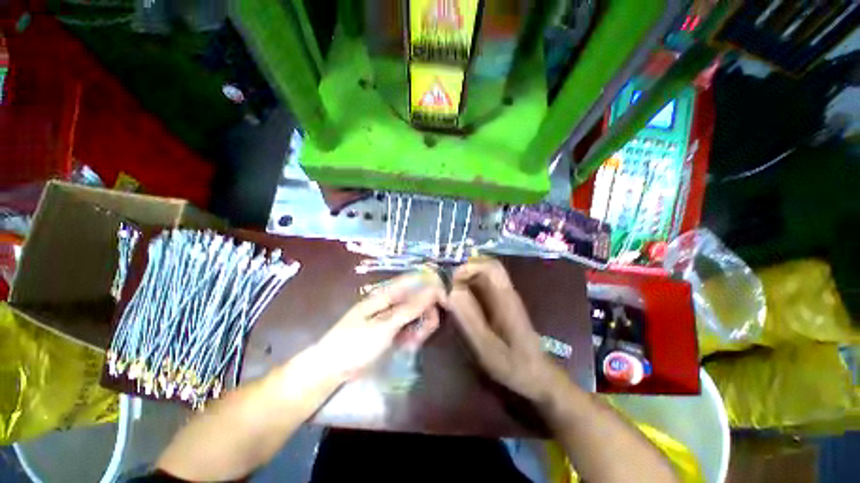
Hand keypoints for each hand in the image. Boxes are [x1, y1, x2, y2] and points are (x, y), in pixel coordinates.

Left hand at [309, 271, 445, 381]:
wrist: (332, 368)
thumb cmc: (355, 344)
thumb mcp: (384, 327)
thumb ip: (409, 308)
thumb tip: (431, 290)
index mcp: (387, 293)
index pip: (416, 281)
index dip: (433, 288)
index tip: (446, 303)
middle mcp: (392, 300)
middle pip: (419, 298)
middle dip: (426, 314)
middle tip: (422, 333)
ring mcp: (392, 315)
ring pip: (417, 314)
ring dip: (420, 327)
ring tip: (411, 343)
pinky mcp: (392, 329)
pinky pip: (410, 326)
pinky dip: (413, 335)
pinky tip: (407, 346)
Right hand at [447, 258, 566, 402]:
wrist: (537, 375)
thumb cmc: (513, 364)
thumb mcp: (486, 346)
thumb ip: (469, 319)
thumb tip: (452, 293)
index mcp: (505, 299)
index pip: (490, 267)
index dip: (469, 267)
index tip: (451, 280)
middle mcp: (506, 292)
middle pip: (486, 268)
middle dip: (465, 272)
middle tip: (447, 286)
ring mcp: (505, 298)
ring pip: (484, 276)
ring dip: (466, 279)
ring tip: (450, 292)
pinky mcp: (502, 304)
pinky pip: (484, 288)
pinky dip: (470, 288)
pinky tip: (461, 302)